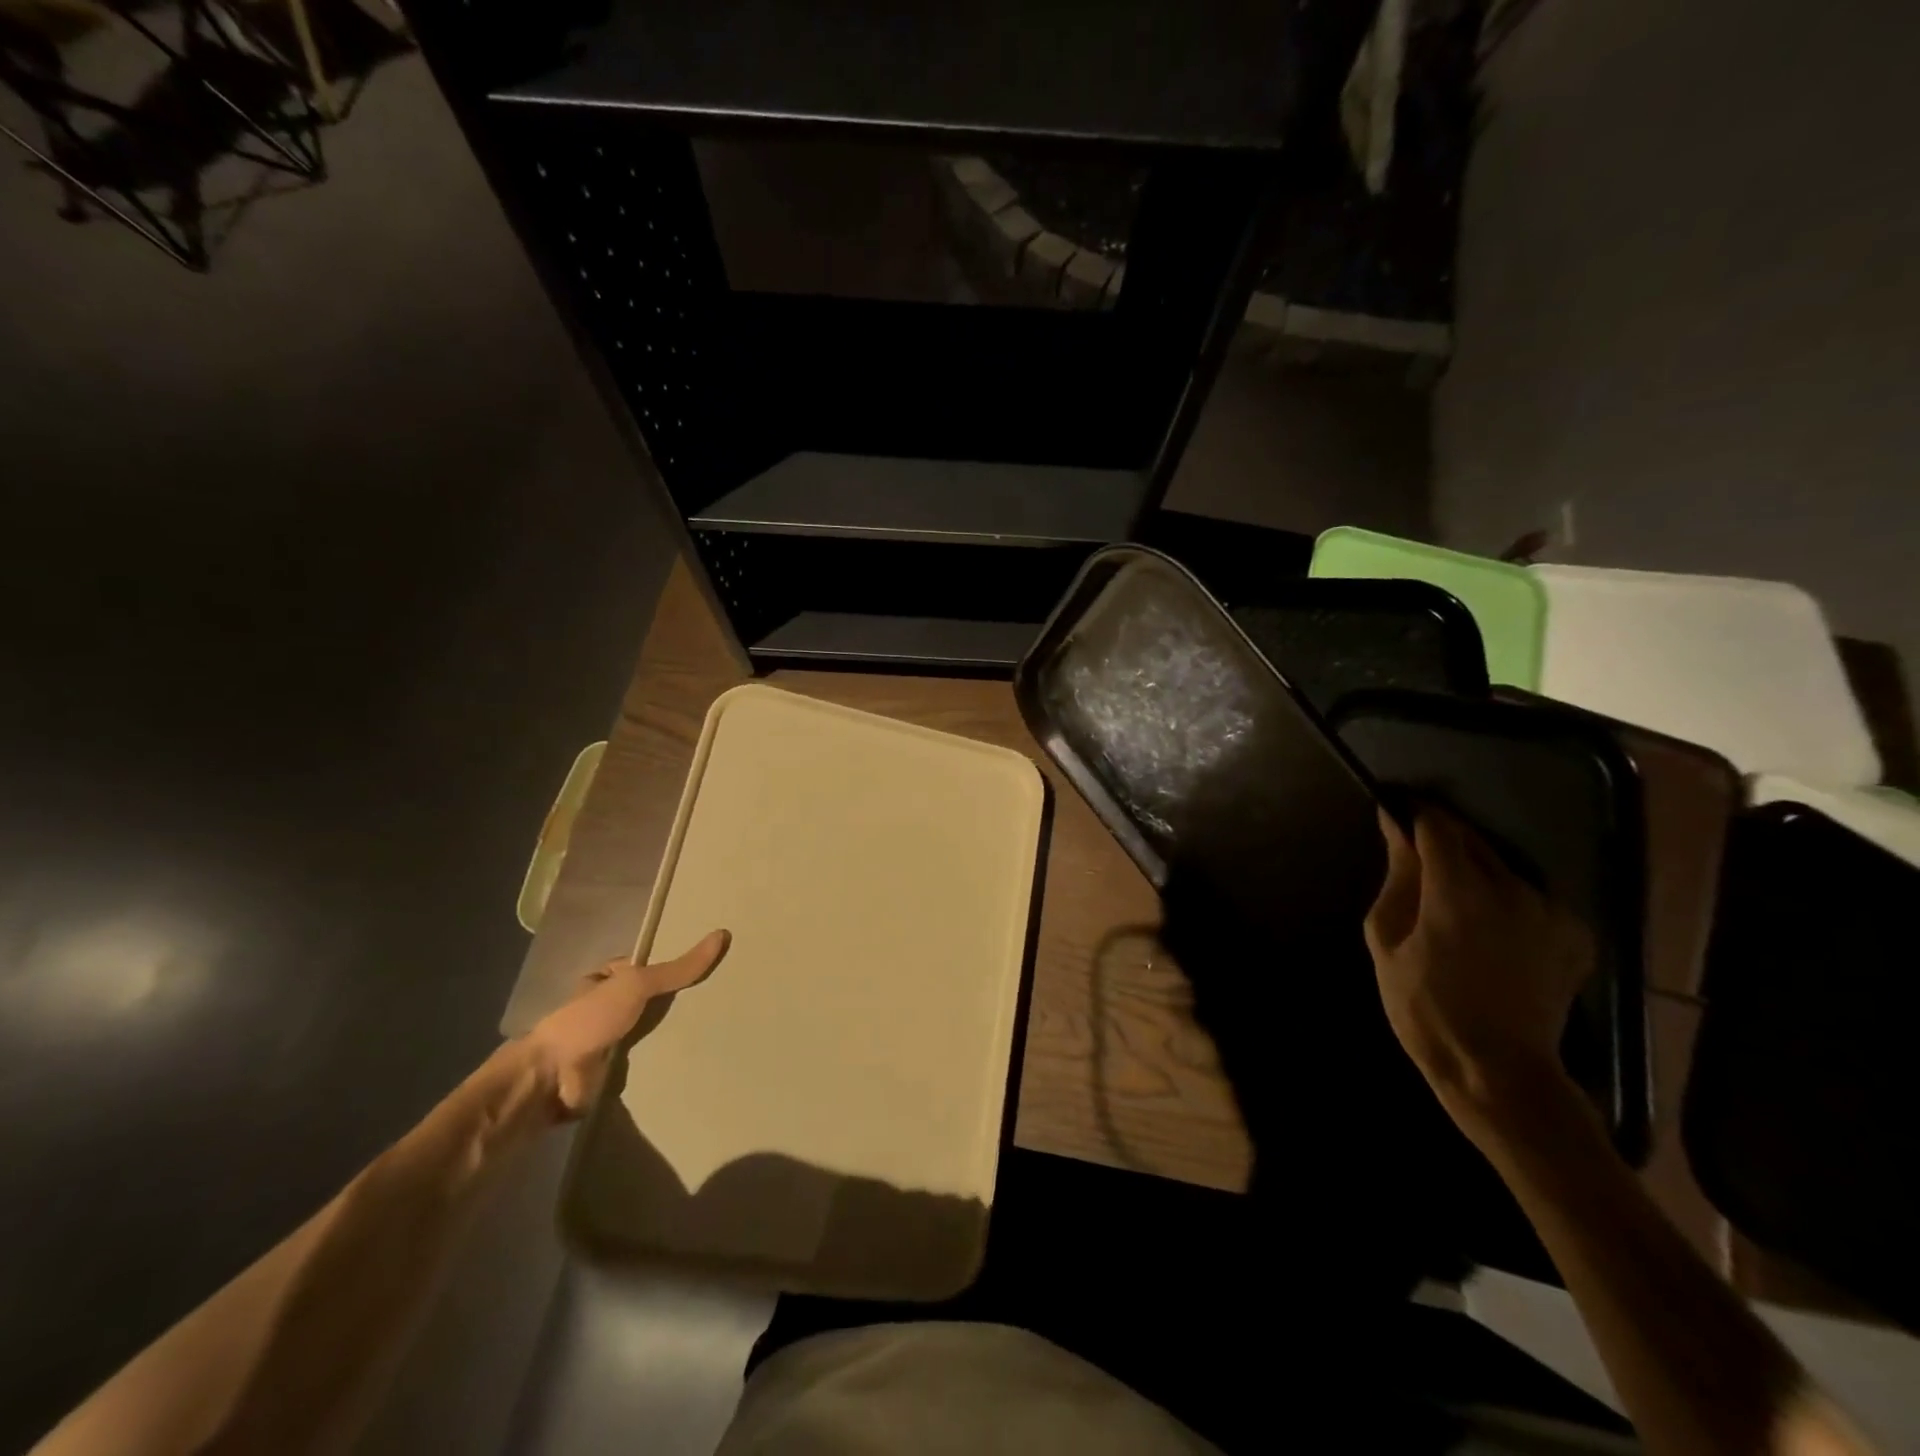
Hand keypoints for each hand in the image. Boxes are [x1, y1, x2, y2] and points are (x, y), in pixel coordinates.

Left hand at [522, 929, 730, 1119]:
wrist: (552, 1080)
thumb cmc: (589, 1020)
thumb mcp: (637, 983)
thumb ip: (678, 968)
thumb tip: (722, 934)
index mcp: (605, 981)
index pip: (647, 967)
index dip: (676, 965)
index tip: (713, 966)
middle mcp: (606, 1009)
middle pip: (652, 1000)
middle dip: (679, 1002)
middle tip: (724, 998)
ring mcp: (609, 1043)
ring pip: (652, 1032)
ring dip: (676, 1035)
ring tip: (722, 1029)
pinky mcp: (614, 1074)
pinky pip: (649, 1062)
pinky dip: (668, 1062)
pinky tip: (699, 1060)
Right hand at [1364, 805, 1593, 1119]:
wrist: (1499, 1072)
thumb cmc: (1425, 1006)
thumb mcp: (1387, 939)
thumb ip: (1398, 877)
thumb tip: (1397, 828)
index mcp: (1459, 888)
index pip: (1437, 824)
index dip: (1414, 814)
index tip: (1396, 815)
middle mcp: (1512, 888)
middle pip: (1472, 839)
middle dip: (1442, 840)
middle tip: (1416, 860)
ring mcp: (1551, 911)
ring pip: (1502, 867)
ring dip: (1475, 869)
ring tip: (1451, 899)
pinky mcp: (1574, 934)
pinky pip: (1530, 897)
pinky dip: (1506, 898)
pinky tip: (1489, 928)